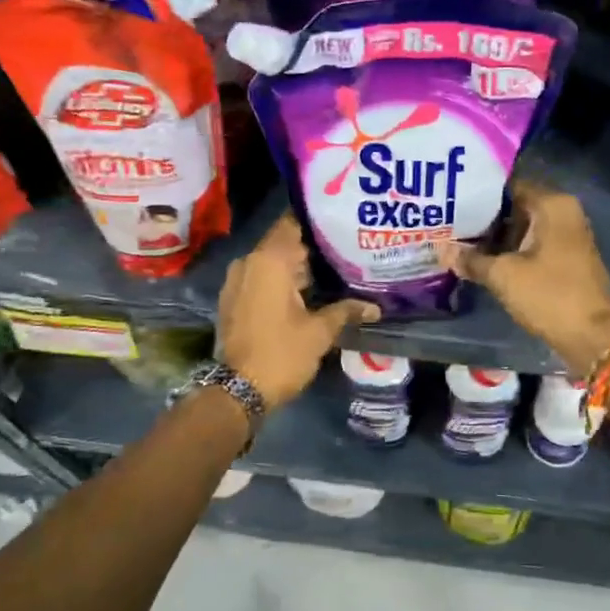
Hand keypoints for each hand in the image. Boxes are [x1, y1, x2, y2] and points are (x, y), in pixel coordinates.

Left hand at [218, 214, 379, 407]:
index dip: (316, 220)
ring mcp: (237, 280)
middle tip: (346, 246)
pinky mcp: (234, 299)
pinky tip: (307, 290)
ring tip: (332, 268)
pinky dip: (281, 280)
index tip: (341, 220)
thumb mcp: (320, 332)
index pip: (292, 223)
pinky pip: (261, 278)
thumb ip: (346, 310)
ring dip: (297, 265)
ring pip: (273, 262)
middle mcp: (249, 262)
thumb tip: (375, 307)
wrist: (238, 390)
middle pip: (284, 242)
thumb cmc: (282, 354)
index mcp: (269, 261)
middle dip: (312, 246)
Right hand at [438, 181, 609, 375]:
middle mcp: (562, 213)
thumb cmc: (550, 295)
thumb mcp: (503, 276)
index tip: (448, 199)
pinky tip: (479, 259)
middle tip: (445, 221)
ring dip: (492, 237)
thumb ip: (471, 259)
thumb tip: (440, 249)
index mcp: (552, 205)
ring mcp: (566, 236)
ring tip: (455, 239)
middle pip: (514, 206)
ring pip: (520, 227)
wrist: (593, 337)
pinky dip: (508, 251)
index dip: (477, 192)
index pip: (508, 184)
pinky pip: (529, 245)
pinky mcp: (564, 259)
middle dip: (481, 217)